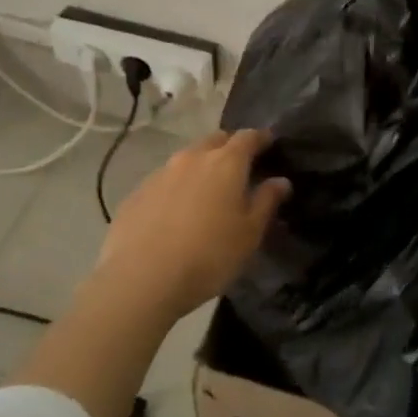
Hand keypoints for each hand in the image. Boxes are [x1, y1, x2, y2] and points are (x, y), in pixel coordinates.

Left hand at [95, 128, 290, 320]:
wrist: (140, 279)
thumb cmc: (208, 255)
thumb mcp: (249, 234)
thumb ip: (266, 201)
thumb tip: (281, 181)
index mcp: (226, 163)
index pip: (248, 137)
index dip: (261, 138)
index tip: (269, 144)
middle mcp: (192, 158)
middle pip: (215, 140)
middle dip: (229, 148)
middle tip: (239, 168)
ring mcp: (160, 173)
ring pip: (187, 159)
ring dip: (200, 168)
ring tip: (207, 192)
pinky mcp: (137, 193)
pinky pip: (164, 181)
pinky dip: (176, 188)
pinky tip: (176, 213)